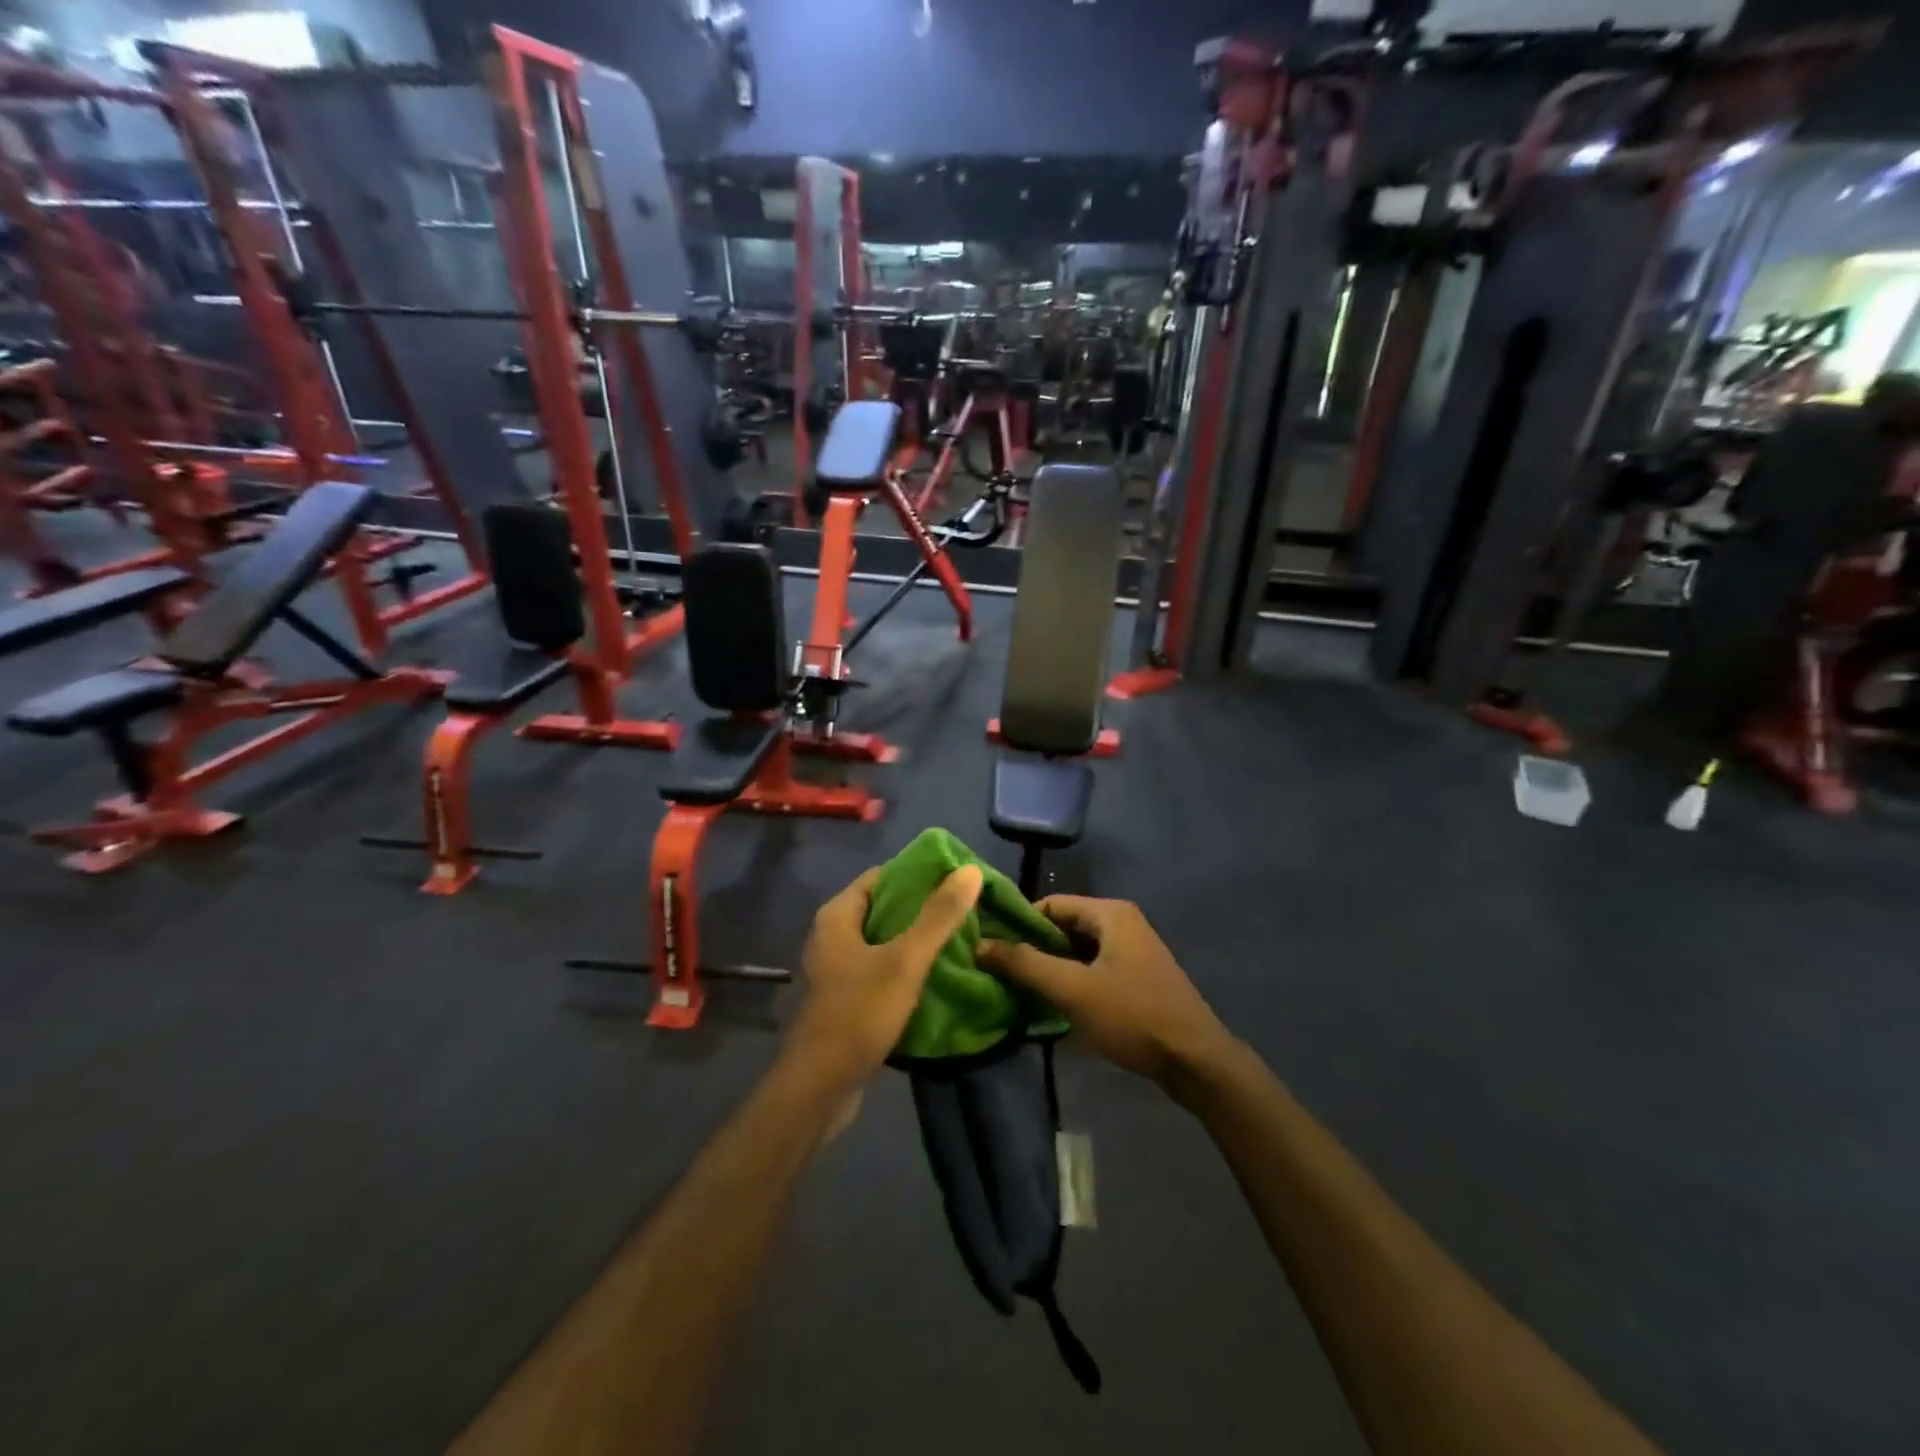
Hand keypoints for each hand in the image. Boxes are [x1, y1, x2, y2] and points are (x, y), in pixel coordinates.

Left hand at [791, 862, 984, 1083]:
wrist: (821, 1087)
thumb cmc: (859, 1013)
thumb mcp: (905, 960)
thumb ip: (938, 916)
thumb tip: (970, 870)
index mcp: (837, 916)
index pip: (882, 876)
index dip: (919, 873)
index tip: (957, 878)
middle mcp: (833, 936)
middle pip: (884, 908)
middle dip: (923, 907)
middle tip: (966, 908)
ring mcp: (838, 969)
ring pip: (885, 941)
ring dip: (917, 939)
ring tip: (961, 937)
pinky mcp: (847, 998)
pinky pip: (882, 969)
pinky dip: (907, 966)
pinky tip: (938, 973)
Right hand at [980, 896, 1232, 1097]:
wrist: (1196, 1061)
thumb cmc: (1133, 1016)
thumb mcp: (1073, 990)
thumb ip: (1025, 964)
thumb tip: (980, 944)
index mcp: (1110, 913)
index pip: (1050, 904)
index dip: (1020, 925)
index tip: (994, 951)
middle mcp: (1122, 923)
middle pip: (1064, 927)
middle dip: (1035, 949)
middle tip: (1003, 976)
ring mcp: (1133, 951)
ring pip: (1078, 951)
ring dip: (1052, 969)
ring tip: (1022, 993)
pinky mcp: (1138, 978)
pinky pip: (1094, 969)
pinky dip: (1073, 982)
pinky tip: (1055, 1007)